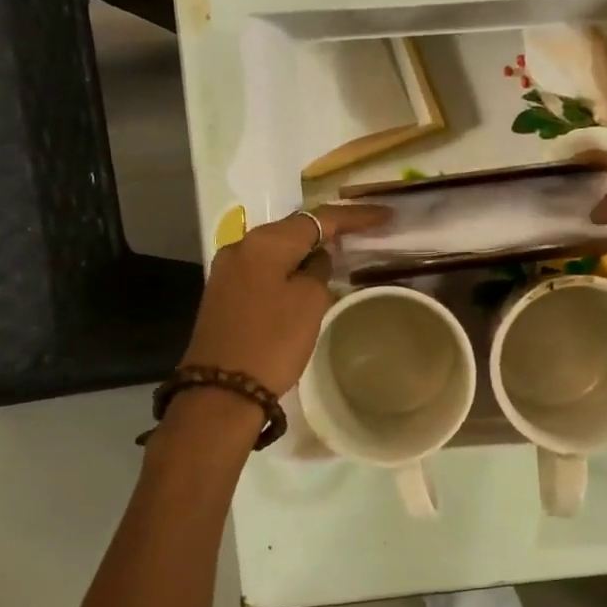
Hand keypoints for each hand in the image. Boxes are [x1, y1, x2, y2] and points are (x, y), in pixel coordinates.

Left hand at [180, 204, 389, 398]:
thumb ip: (319, 270)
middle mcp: (241, 246)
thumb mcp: (310, 302)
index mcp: (264, 242)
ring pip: (277, 249)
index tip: (384, 216)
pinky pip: (265, 268)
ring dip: (307, 250)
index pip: (318, 219)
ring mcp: (228, 270)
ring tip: (339, 254)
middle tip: (363, 233)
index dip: (354, 216)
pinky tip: (306, 277)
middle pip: (293, 229)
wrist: (222, 390)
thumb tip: (315, 260)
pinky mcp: (223, 293)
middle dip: (328, 230)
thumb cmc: (273, 341)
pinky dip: (288, 267)